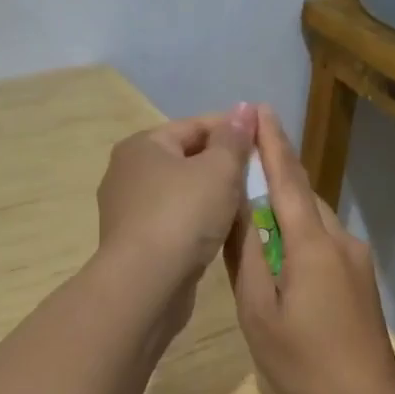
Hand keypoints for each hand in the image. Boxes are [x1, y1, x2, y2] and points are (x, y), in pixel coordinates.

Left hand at [96, 104, 256, 320]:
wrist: (145, 284)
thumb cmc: (183, 216)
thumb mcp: (218, 170)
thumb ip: (234, 139)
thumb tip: (244, 109)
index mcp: (142, 145)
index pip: (195, 125)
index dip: (233, 129)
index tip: (266, 141)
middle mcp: (128, 172)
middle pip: (187, 158)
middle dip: (224, 164)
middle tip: (260, 175)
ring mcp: (129, 210)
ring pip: (182, 192)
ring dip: (213, 195)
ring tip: (247, 203)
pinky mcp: (136, 243)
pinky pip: (175, 221)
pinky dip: (198, 221)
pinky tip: (222, 231)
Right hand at [224, 106, 394, 393]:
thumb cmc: (301, 360)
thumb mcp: (258, 311)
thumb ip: (247, 255)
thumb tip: (235, 207)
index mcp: (311, 243)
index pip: (287, 179)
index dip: (271, 143)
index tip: (258, 110)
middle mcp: (340, 239)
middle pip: (302, 194)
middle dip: (275, 172)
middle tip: (241, 163)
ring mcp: (356, 258)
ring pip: (314, 217)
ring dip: (285, 205)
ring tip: (253, 207)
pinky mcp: (360, 276)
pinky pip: (325, 239)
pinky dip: (299, 231)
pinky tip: (281, 251)